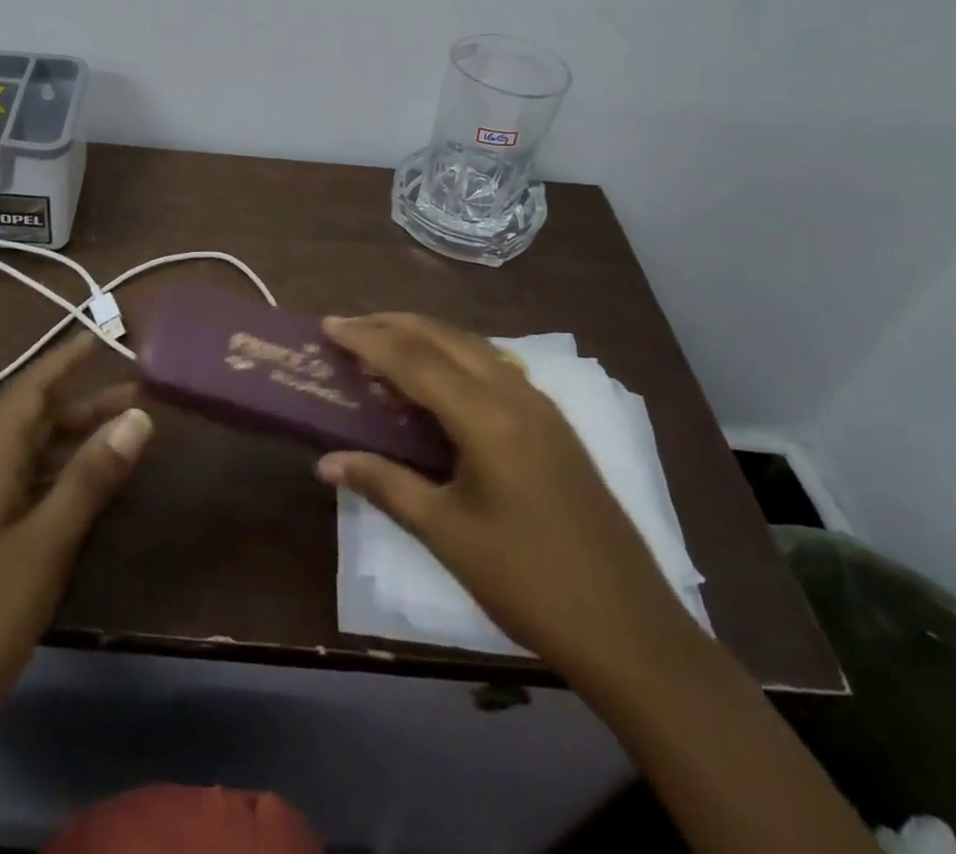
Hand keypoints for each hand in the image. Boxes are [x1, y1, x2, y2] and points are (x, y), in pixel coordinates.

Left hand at [0, 337, 151, 720]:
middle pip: (32, 424)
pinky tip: (89, 494)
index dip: (63, 361)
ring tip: (125, 438)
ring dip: (74, 443)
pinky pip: (26, 492)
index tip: (100, 337)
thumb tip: (138, 417)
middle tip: (138, 396)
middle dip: (82, 404)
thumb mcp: (43, 546)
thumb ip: (89, 480)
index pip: (27, 394)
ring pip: (30, 460)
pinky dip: (61, 480)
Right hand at [318, 313, 695, 683]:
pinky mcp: (553, 424)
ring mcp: (541, 406)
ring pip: (473, 348)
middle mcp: (516, 395)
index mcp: (488, 418)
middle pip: (445, 338)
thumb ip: (384, 485)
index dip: (368, 340)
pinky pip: (494, 368)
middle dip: (394, 325)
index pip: (415, 360)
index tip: (328, 325)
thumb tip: (325, 461)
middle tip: (349, 327)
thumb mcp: (446, 534)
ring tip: (384, 344)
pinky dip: (454, 358)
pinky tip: (437, 380)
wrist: (630, 630)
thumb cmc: (528, 583)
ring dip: (426, 338)